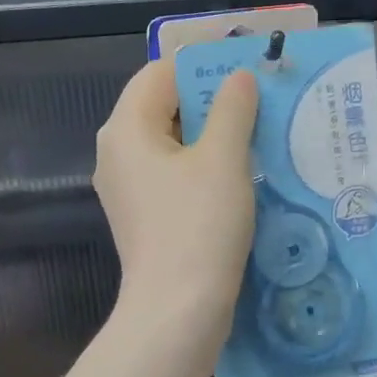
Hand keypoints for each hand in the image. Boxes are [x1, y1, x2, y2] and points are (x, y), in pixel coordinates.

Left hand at [94, 60, 258, 345]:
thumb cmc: (199, 226)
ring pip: (171, 143)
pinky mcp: (143, 216)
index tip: (247, 69)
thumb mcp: (223, 159)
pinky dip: (202, 167)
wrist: (177, 311)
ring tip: (258, 135)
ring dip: (212, 135)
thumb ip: (232, 109)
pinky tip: (239, 175)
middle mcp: (117, 152)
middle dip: (211, 100)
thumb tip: (238, 77)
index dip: (203, 64)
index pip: (160, 72)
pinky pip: (172, 175)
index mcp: (126, 128)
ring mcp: (127, 188)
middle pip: (163, 106)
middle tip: (260, 102)